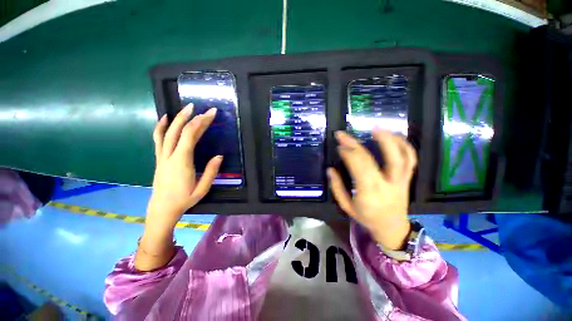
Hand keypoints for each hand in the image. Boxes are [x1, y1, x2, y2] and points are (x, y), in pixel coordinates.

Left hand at [136, 105, 221, 270]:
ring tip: (187, 108)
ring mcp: (162, 156)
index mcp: (182, 162)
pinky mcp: (159, 158)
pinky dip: (160, 127)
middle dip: (192, 118)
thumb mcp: (202, 188)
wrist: (162, 209)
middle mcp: (170, 155)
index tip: (210, 114)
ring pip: (167, 132)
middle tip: (204, 109)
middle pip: (179, 130)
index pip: (190, 136)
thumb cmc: (184, 200)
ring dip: (177, 118)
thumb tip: (219, 156)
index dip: (200, 122)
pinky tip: (164, 119)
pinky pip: (158, 139)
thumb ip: (211, 171)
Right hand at [327, 128, 416, 249]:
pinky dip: (404, 145)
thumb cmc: (367, 218)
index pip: (358, 167)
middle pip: (372, 159)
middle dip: (355, 144)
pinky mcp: (408, 179)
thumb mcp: (346, 207)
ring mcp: (400, 180)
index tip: (339, 146)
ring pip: (399, 157)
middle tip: (344, 135)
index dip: (347, 153)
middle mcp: (386, 185)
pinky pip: (410, 160)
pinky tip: (394, 136)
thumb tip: (330, 169)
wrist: (393, 228)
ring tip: (375, 127)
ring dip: (387, 139)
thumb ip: (337, 188)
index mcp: (369, 193)